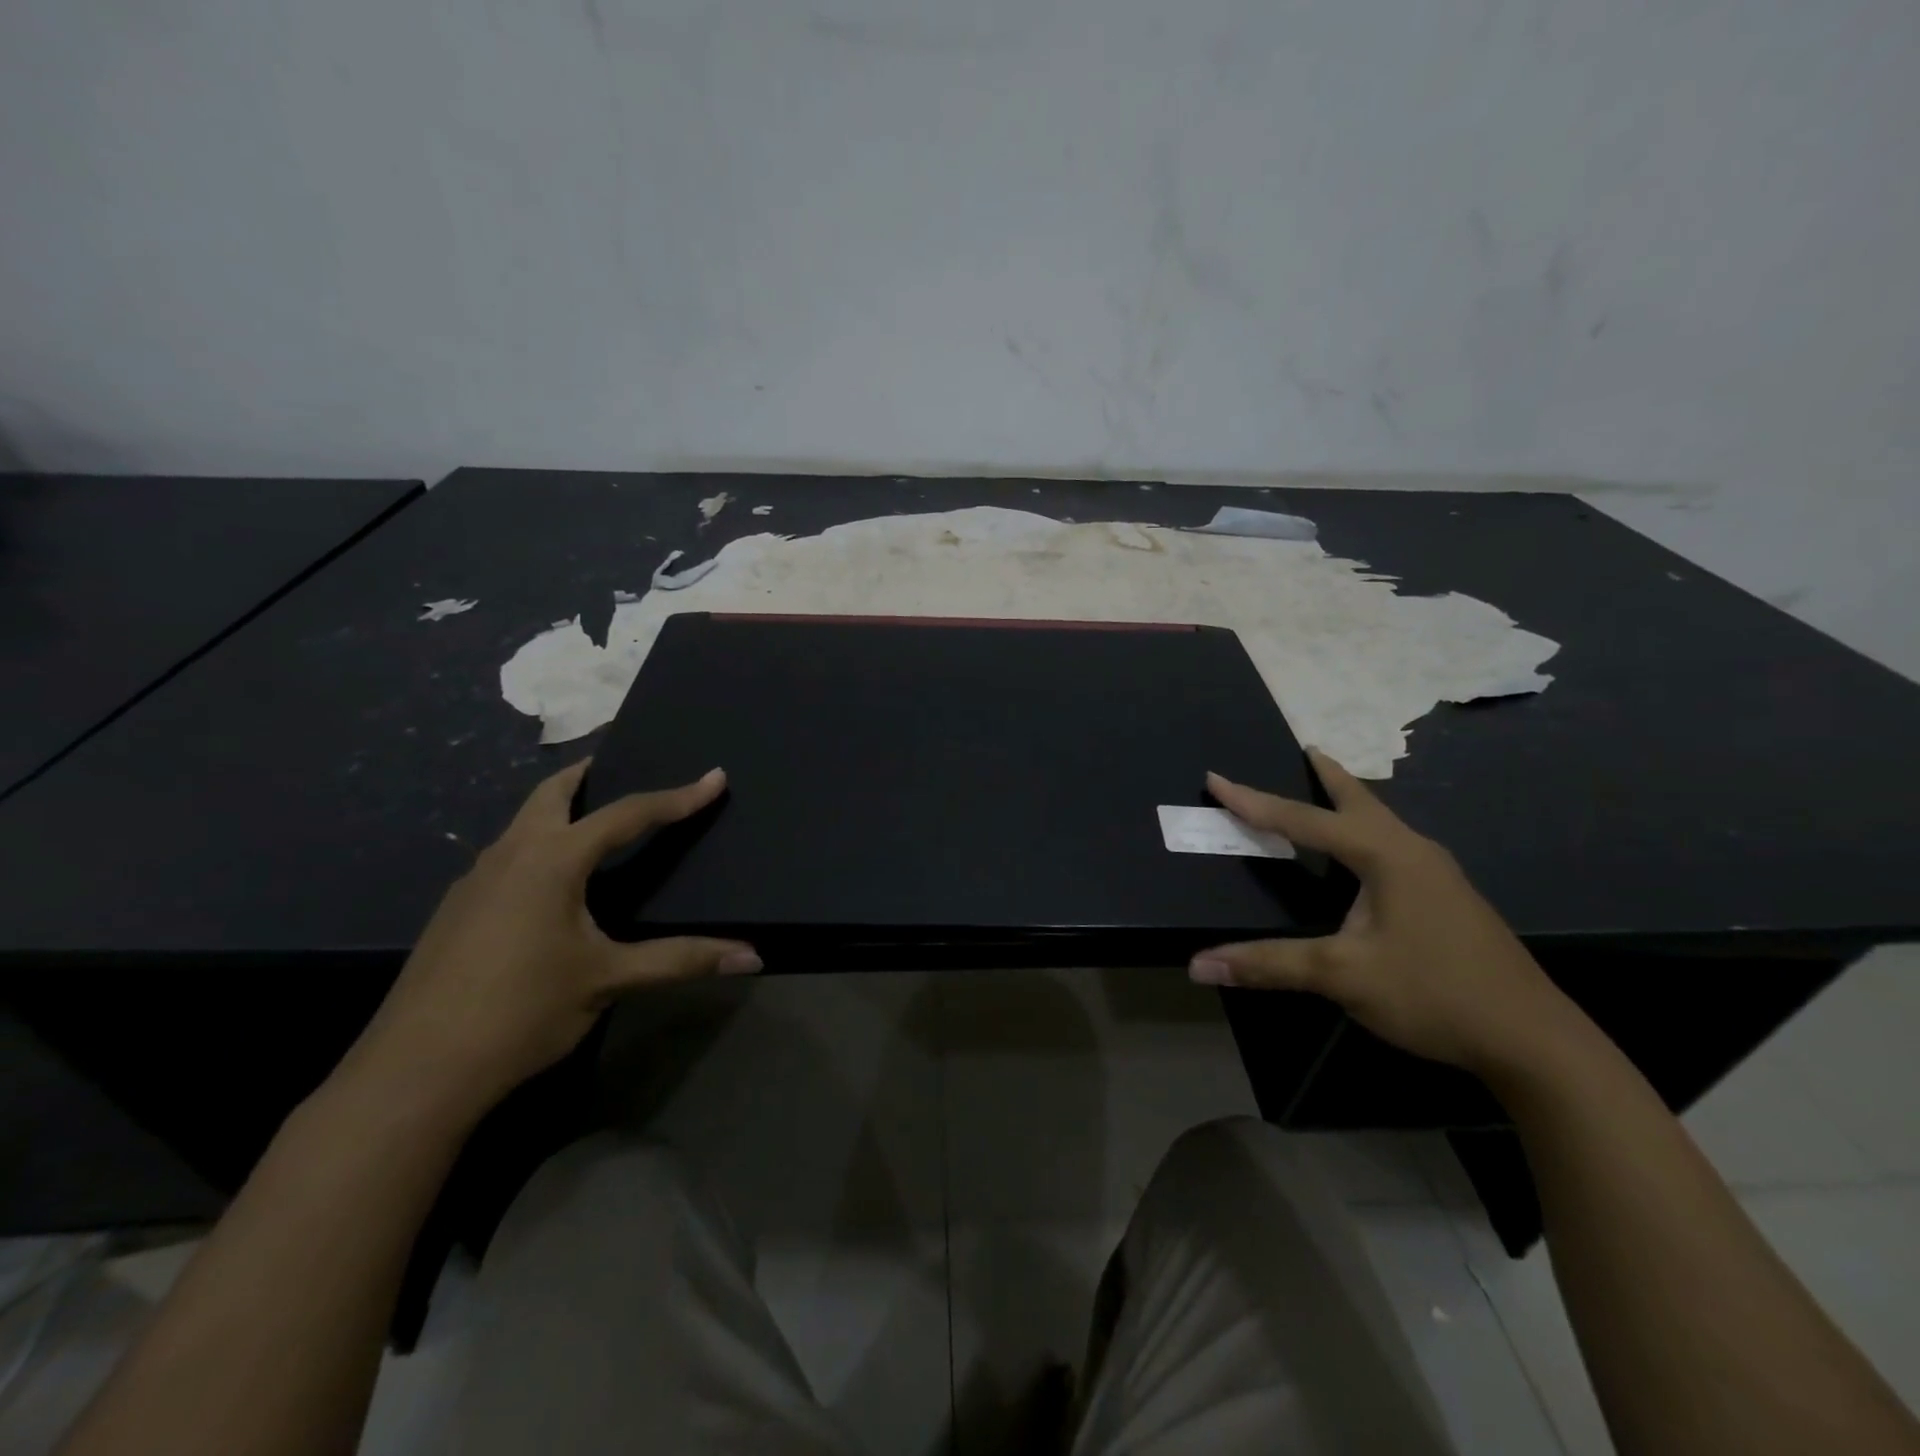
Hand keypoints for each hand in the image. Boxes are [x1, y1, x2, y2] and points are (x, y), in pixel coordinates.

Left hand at [342, 761, 759, 1119]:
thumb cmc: (521, 1011)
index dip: (677, 798)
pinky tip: (552, 882)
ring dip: (560, 809)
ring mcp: (474, 881)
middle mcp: (509, 855)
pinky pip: (507, 854)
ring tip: (595, 818)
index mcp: (552, 860)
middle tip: (623, 764)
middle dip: (590, 773)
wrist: (413, 1074)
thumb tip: (752, 957)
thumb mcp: (608, 980)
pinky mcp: (456, 911)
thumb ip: (681, 960)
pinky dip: (539, 843)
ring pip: (523, 823)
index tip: (713, 778)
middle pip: (552, 793)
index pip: (627, 814)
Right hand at [1189, 747, 1577, 1077]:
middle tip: (1306, 750)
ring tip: (1331, 790)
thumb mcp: (1343, 977)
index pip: (1304, 821)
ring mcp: (1438, 876)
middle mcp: (1414, 852)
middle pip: (1360, 802)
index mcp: (1386, 856)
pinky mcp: (1449, 900)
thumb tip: (1199, 965)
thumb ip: (1269, 964)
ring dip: (1352, 803)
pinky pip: (1396, 847)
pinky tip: (1367, 857)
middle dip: (1328, 776)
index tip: (1216, 779)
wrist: (1534, 1042)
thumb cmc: (1433, 993)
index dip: (1253, 802)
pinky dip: (1368, 833)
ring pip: (1383, 823)